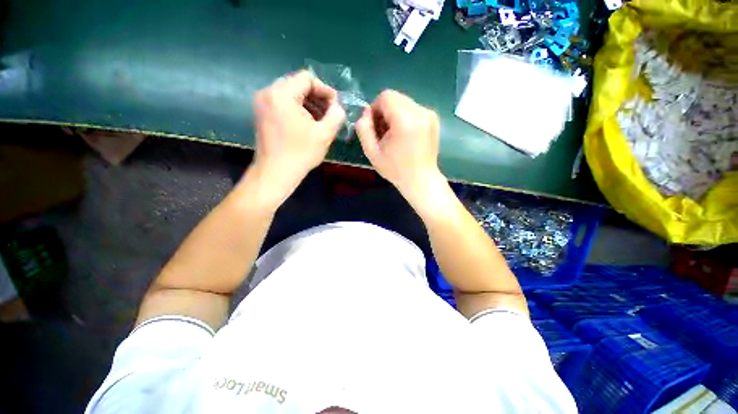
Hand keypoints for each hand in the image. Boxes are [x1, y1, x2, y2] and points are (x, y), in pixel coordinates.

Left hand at [247, 70, 345, 208]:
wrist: (275, 173)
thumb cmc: (300, 154)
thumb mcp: (324, 134)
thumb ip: (336, 116)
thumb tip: (339, 107)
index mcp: (282, 94)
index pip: (307, 78)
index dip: (325, 90)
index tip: (335, 106)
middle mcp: (268, 93)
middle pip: (297, 85)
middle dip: (317, 98)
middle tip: (329, 113)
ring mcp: (262, 103)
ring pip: (290, 94)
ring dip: (308, 104)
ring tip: (321, 120)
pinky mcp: (262, 114)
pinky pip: (282, 103)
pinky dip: (297, 110)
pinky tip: (308, 124)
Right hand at [356, 90, 442, 204]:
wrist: (421, 180)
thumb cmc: (395, 169)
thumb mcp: (372, 152)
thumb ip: (363, 129)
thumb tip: (365, 112)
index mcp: (405, 120)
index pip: (385, 97)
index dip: (375, 109)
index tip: (374, 127)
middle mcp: (420, 112)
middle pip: (395, 98)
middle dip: (385, 112)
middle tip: (383, 133)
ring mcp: (429, 114)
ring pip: (404, 103)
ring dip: (395, 115)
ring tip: (394, 136)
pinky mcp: (434, 119)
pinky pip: (413, 109)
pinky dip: (405, 118)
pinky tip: (404, 136)